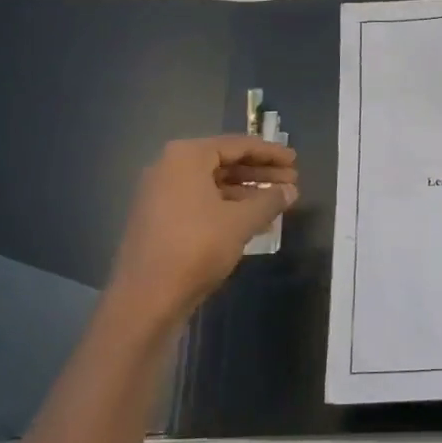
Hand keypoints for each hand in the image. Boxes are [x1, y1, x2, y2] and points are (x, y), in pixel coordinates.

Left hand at [104, 136, 297, 326]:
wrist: (147, 297)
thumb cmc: (197, 247)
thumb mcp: (241, 222)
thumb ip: (269, 200)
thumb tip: (291, 190)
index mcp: (186, 157)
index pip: (237, 145)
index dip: (269, 152)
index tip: (294, 160)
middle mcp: (169, 167)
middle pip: (223, 162)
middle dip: (259, 172)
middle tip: (291, 180)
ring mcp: (160, 193)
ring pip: (213, 184)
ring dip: (246, 191)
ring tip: (277, 201)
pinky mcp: (159, 218)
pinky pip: (200, 201)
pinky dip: (227, 206)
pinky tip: (253, 221)